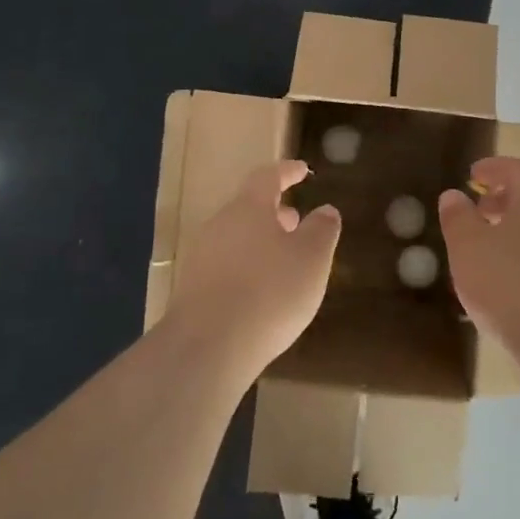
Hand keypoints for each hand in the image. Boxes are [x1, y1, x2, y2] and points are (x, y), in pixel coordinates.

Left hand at [169, 160, 341, 375]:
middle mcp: (220, 224)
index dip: (287, 172)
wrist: (208, 347)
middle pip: (248, 208)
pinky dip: (247, 268)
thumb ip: (322, 230)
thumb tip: (326, 210)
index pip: (268, 177)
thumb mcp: (312, 258)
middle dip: (274, 212)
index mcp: (249, 208)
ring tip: (284, 260)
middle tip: (296, 221)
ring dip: (261, 242)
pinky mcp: (193, 290)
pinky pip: (226, 266)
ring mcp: (201, 257)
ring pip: (237, 238)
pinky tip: (262, 293)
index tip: (303, 170)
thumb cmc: (270, 292)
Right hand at [438, 156, 519, 352]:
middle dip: (502, 203)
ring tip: (486, 255)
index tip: (473, 175)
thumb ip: (457, 218)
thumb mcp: (467, 247)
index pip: (519, 170)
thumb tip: (454, 196)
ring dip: (513, 235)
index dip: (495, 168)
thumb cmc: (509, 283)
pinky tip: (506, 288)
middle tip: (477, 214)